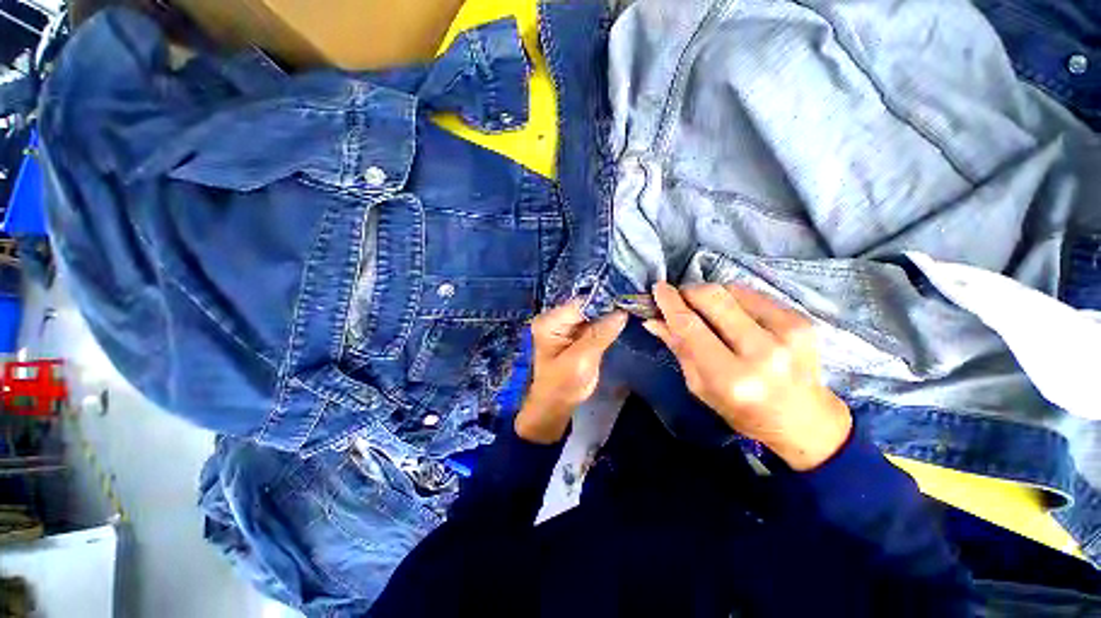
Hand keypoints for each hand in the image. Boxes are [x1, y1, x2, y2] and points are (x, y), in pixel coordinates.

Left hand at [515, 301, 628, 443]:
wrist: (556, 405)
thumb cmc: (563, 386)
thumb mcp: (581, 361)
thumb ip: (600, 334)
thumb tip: (621, 312)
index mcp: (550, 322)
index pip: (580, 303)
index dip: (604, 300)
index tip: (628, 298)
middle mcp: (556, 318)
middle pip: (586, 305)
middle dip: (609, 305)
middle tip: (633, 302)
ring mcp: (565, 325)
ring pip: (592, 313)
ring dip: (610, 313)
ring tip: (631, 307)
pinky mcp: (575, 333)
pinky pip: (593, 322)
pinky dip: (607, 322)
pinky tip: (622, 319)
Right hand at [643, 282, 851, 470]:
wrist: (806, 420)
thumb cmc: (743, 411)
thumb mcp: (700, 387)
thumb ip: (678, 348)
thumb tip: (653, 320)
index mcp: (731, 377)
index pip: (690, 326)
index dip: (670, 303)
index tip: (658, 288)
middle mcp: (761, 351)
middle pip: (713, 297)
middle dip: (689, 292)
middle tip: (680, 299)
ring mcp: (787, 331)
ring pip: (732, 289)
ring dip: (711, 294)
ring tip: (708, 310)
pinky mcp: (801, 318)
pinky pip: (753, 293)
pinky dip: (733, 298)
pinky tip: (732, 314)